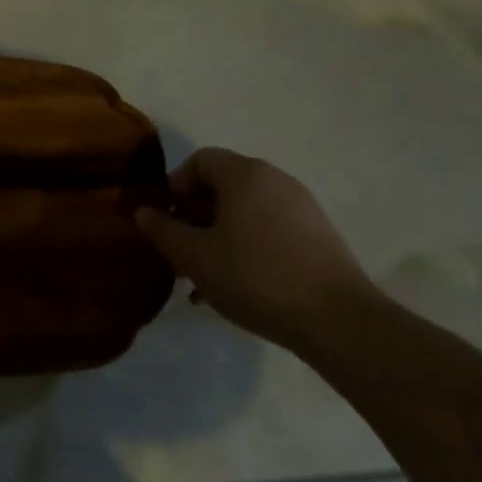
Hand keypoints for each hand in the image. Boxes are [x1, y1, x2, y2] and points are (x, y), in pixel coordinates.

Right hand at [135, 148, 378, 351]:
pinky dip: (247, 247)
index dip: (175, 185)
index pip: (200, 160)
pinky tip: (236, 287)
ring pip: (245, 212)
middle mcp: (275, 180)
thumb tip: (143, 212)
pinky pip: (269, 230)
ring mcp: (301, 208)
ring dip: (218, 236)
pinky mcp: (318, 237)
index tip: (164, 219)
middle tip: (180, 251)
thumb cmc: (255, 276)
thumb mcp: (195, 256)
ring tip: (204, 277)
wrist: (338, 321)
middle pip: (223, 186)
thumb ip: (163, 230)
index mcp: (245, 174)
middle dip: (195, 216)